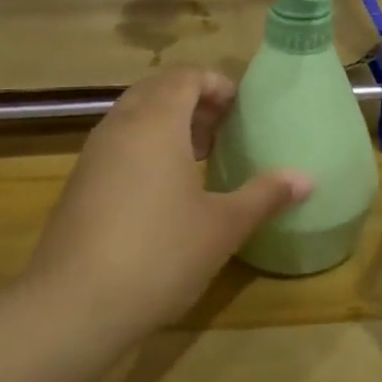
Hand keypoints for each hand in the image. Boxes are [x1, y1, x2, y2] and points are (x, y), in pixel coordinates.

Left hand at [24, 69, 310, 336]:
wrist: (74, 304)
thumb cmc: (159, 254)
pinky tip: (162, 192)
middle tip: (221, 131)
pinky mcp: (78, 184)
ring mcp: (92, 155)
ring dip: (166, 124)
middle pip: (156, 91)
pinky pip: (116, 145)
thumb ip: (264, 196)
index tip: (240, 110)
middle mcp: (119, 126)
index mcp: (155, 122)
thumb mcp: (222, 227)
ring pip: (132, 117)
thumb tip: (307, 179)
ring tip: (197, 157)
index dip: (215, 84)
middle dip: (191, 102)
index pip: (184, 77)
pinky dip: (143, 148)